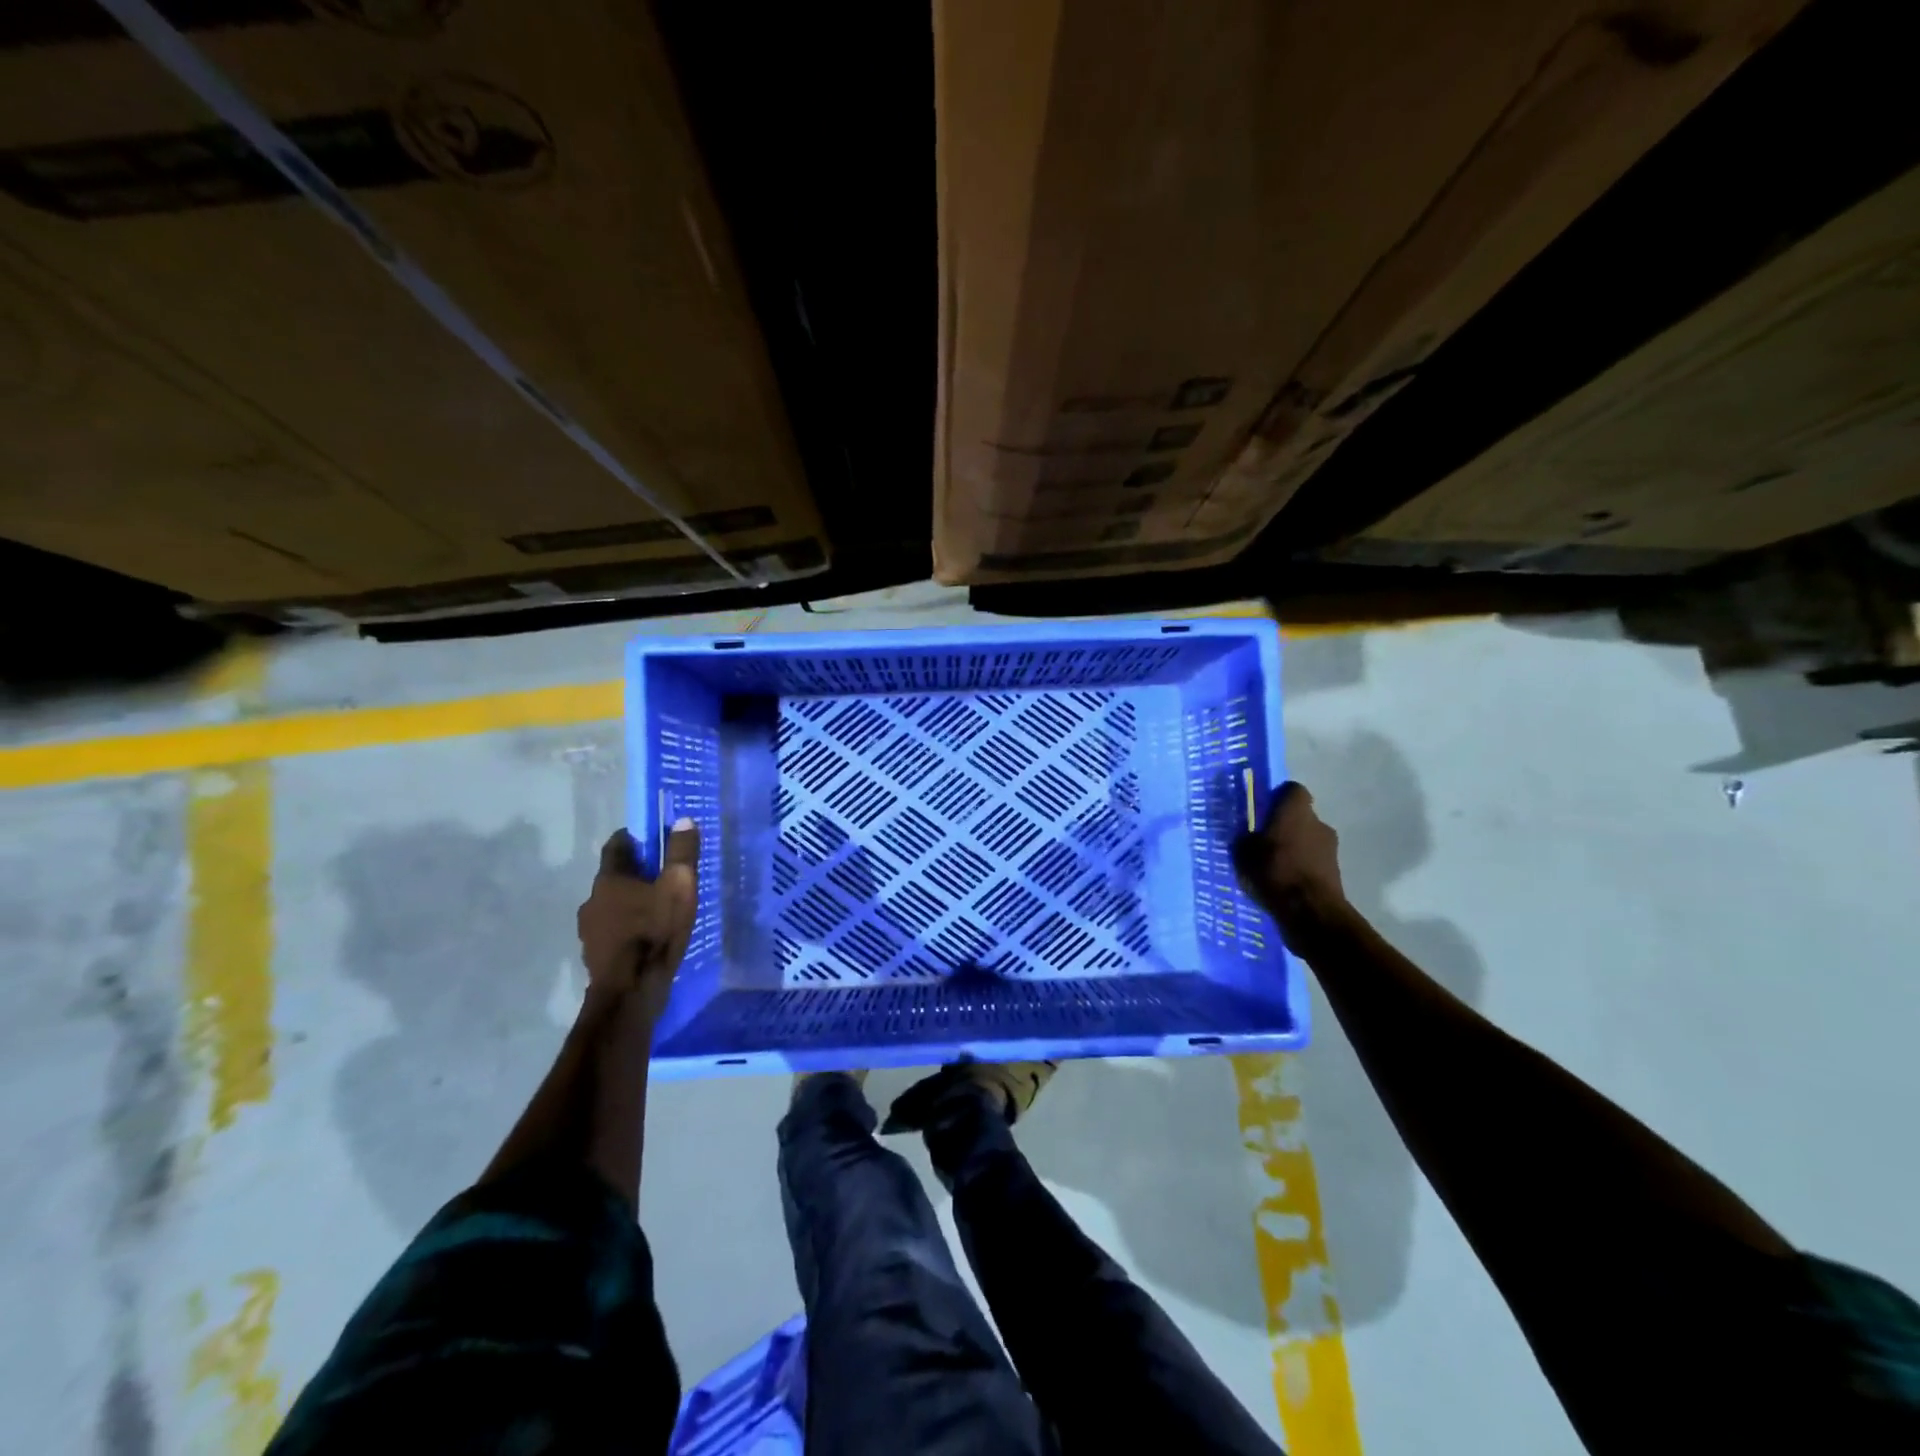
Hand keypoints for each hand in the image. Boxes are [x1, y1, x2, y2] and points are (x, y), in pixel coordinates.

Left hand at [577, 821, 699, 1023]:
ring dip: (631, 902)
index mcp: (609, 879)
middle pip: (615, 876)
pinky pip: (613, 930)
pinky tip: (648, 936)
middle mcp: (592, 900)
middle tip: (665, 875)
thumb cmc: (655, 932)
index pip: (617, 845)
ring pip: (613, 905)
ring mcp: (590, 930)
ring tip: (659, 909)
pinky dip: (628, 927)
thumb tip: (683, 820)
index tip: (656, 838)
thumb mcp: (679, 887)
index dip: (637, 838)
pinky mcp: (595, 954)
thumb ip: (682, 853)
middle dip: (638, 872)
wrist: (630, 992)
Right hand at [1232, 781, 1351, 946]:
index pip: (1292, 790)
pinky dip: (1301, 868)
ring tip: (1273, 868)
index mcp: (1295, 810)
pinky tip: (1284, 883)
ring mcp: (1330, 848)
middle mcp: (1318, 822)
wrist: (1310, 911)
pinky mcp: (1335, 871)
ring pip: (1307, 840)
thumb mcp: (1243, 853)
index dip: (1278, 798)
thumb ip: (1245, 838)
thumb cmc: (1274, 871)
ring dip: (1294, 849)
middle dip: (1285, 827)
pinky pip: (1312, 862)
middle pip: (1300, 817)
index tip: (1263, 812)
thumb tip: (1247, 835)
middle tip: (1264, 842)